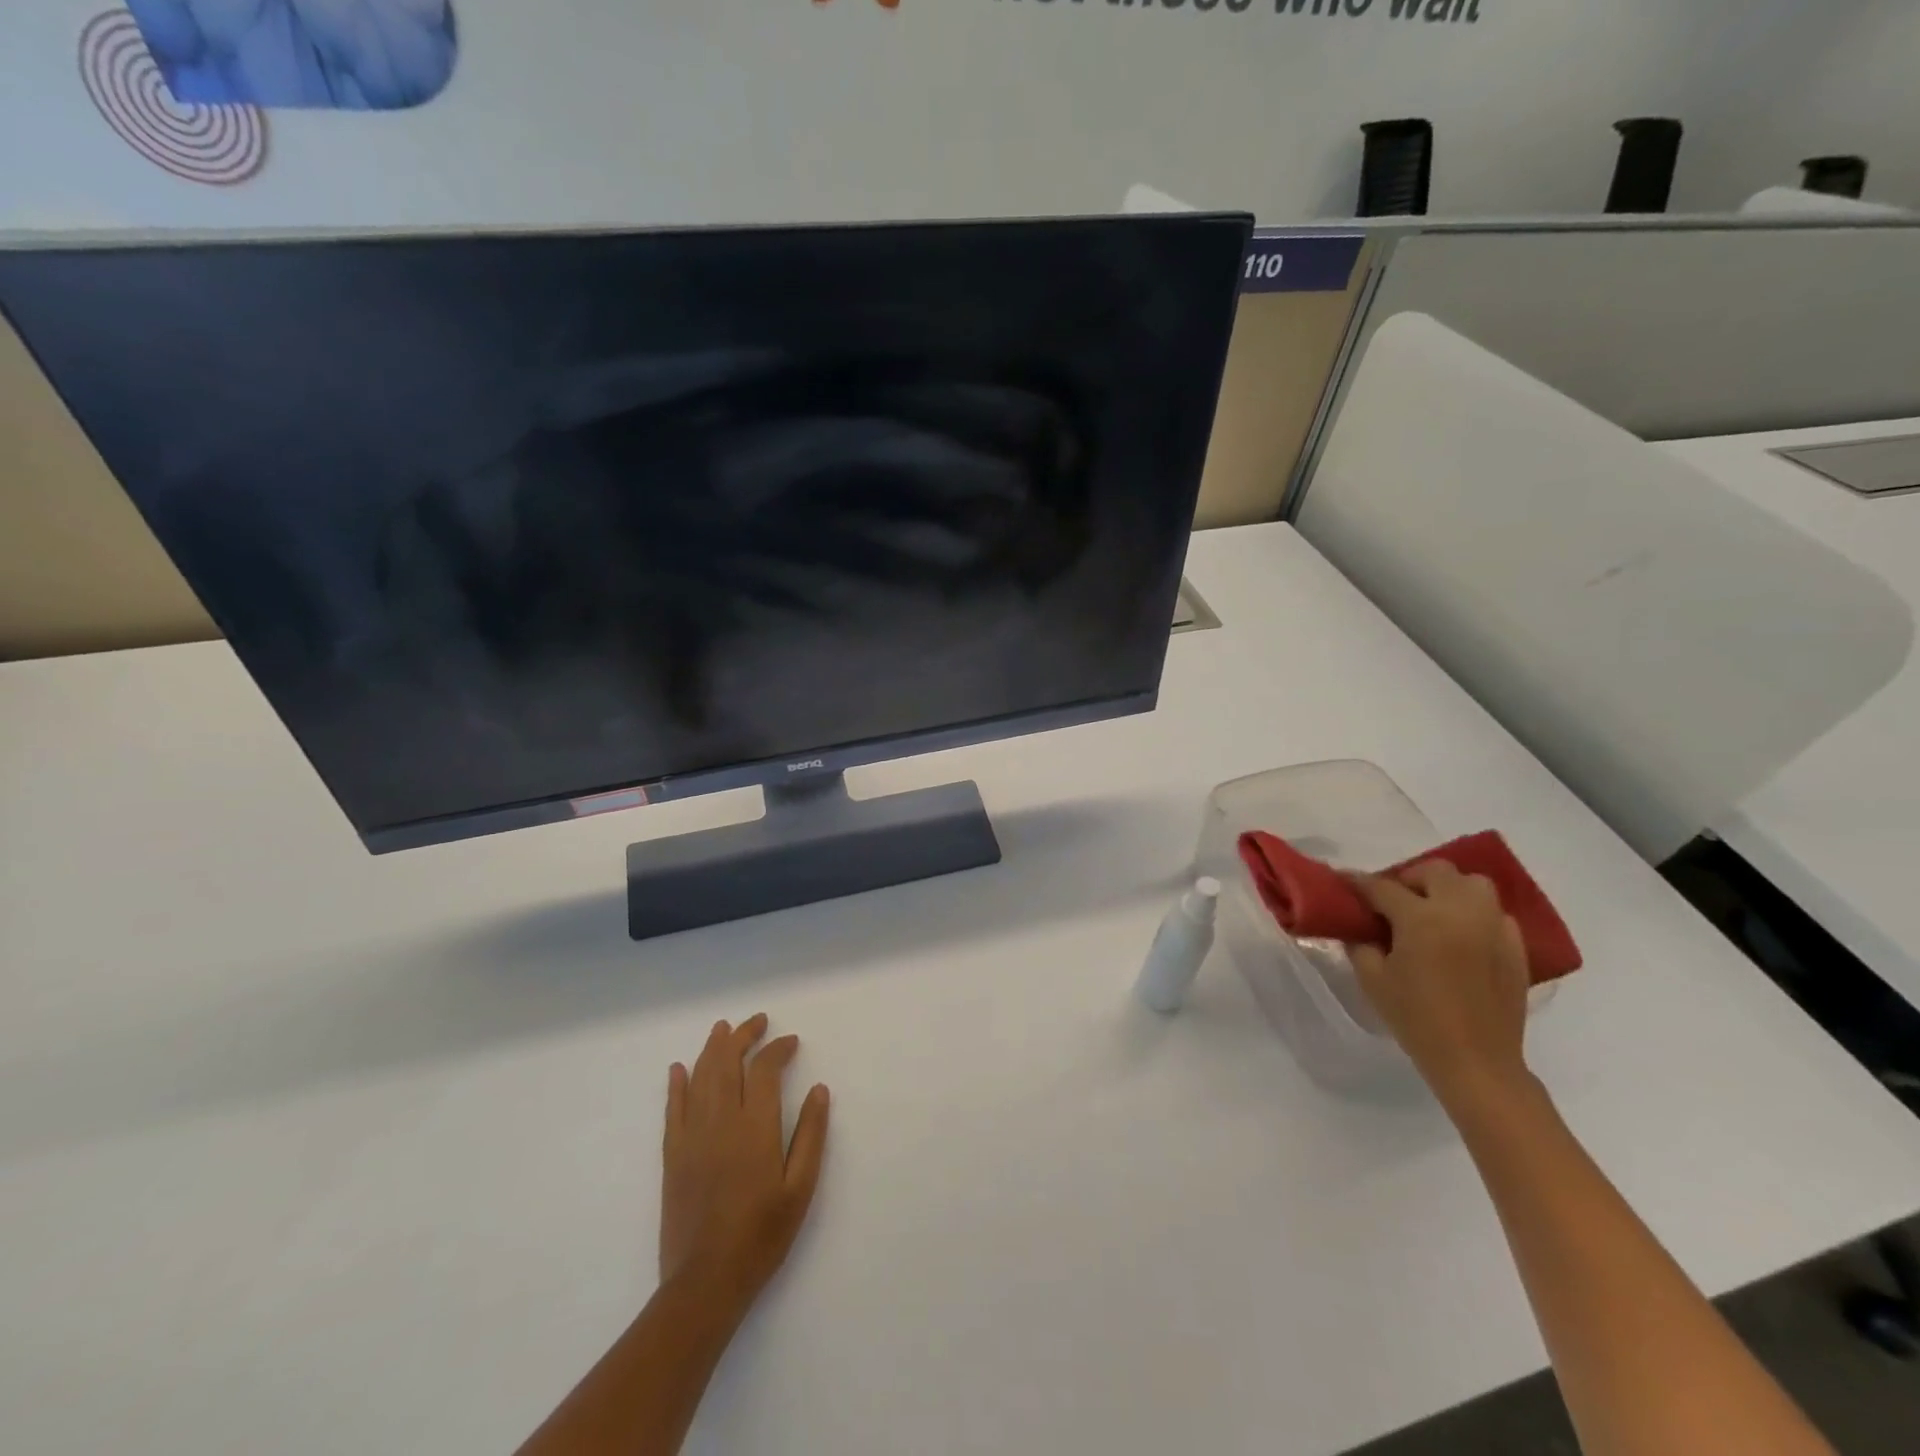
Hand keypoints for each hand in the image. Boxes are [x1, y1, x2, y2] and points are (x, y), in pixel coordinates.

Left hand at [660, 1014, 830, 1318]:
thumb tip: (819, 1090)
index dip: (778, 1049)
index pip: (764, 1070)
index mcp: (755, 1127)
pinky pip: (672, 1109)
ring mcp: (692, 1136)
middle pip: (727, 1063)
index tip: (791, 1042)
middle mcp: (720, 1121)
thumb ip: (810, 1135)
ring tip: (723, 1029)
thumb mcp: (800, 1189)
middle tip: (758, 1021)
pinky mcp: (673, 1155)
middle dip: (742, 1036)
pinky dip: (676, 1084)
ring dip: (712, 1048)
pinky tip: (679, 1068)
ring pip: (699, 1077)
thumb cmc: (761, 1236)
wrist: (705, 1283)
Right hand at [1349, 862, 1533, 1113]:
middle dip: (1409, 878)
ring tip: (1432, 911)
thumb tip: (1358, 927)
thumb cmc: (1416, 1018)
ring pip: (1473, 884)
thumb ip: (1360, 944)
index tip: (1344, 882)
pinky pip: (1495, 913)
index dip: (1358, 883)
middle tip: (1393, 901)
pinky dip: (1475, 914)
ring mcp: (1494, 927)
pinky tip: (1461, 936)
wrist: (1476, 1060)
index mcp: (1421, 918)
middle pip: (1435, 871)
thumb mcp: (1372, 979)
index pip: (1382, 887)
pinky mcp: (1516, 947)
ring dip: (1448, 889)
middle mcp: (1461, 912)